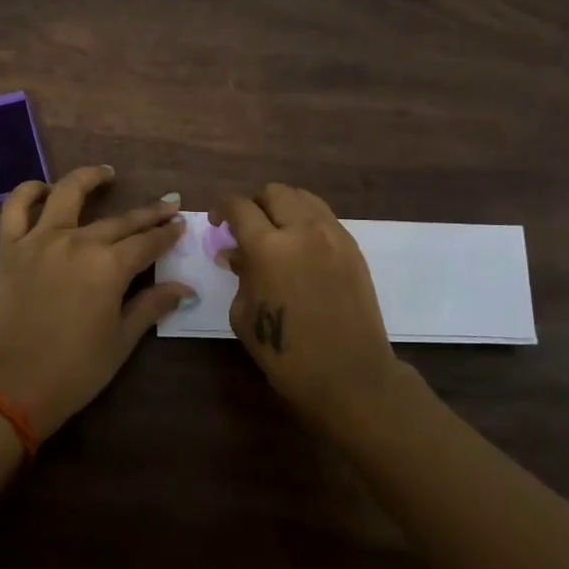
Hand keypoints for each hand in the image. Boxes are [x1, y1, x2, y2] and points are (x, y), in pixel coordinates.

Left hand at [0, 166, 193, 438]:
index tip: (181, 225)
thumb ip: (152, 305)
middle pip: (120, 221)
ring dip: (89, 178)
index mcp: (109, 266)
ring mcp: (41, 240)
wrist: (14, 386)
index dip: (167, 234)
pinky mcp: (11, 248)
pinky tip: (44, 189)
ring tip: (106, 174)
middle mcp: (78, 242)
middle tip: (167, 205)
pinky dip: (29, 192)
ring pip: (67, 194)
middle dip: (148, 213)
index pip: (147, 242)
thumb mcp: (122, 340)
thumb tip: (185, 287)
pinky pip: (15, 208)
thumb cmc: (76, 369)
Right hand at [217, 183, 402, 425]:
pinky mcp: (352, 247)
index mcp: (268, 248)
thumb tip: (236, 253)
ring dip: (282, 207)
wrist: (350, 376)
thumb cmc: (287, 354)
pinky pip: (323, 217)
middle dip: (254, 204)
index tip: (216, 221)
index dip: (222, 208)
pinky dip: (306, 220)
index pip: (239, 207)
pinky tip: (300, 246)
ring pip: (302, 197)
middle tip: (246, 227)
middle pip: (273, 192)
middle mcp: (302, 230)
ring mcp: (332, 235)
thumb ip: (240, 275)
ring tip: (275, 231)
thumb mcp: (244, 315)